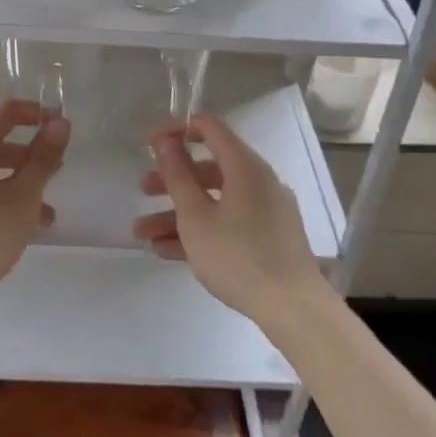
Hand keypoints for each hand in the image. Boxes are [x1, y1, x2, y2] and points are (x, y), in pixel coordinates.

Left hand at [0, 99, 68, 338]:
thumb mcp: (22, 200)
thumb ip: (43, 160)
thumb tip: (60, 123)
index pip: (4, 112)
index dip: (35, 113)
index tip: (59, 127)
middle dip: (28, 156)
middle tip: (54, 174)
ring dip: (16, 182)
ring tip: (43, 213)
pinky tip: (16, 226)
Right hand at [133, 114, 325, 325]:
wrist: (292, 308)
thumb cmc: (238, 256)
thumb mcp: (196, 217)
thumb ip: (177, 176)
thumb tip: (166, 141)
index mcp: (245, 167)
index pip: (210, 128)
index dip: (177, 129)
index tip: (149, 144)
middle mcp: (258, 182)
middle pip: (208, 169)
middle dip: (171, 180)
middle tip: (142, 189)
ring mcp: (265, 211)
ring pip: (214, 201)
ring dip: (177, 213)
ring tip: (142, 233)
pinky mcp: (267, 238)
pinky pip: (227, 223)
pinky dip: (199, 231)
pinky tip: (165, 251)